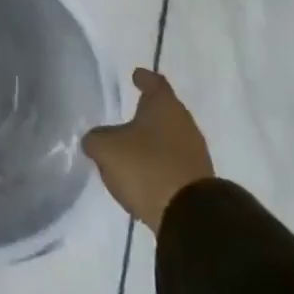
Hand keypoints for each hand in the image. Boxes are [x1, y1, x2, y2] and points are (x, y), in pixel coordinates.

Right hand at [82, 69, 215, 232]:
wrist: (190, 217)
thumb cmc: (146, 167)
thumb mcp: (107, 150)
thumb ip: (96, 139)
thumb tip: (94, 140)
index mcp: (165, 106)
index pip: (155, 82)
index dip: (143, 78)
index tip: (136, 75)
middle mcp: (184, 123)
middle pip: (165, 110)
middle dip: (148, 111)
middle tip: (130, 112)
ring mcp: (195, 153)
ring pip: (171, 137)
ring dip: (155, 140)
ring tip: (134, 147)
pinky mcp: (199, 180)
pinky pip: (175, 162)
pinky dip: (161, 162)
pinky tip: (147, 172)